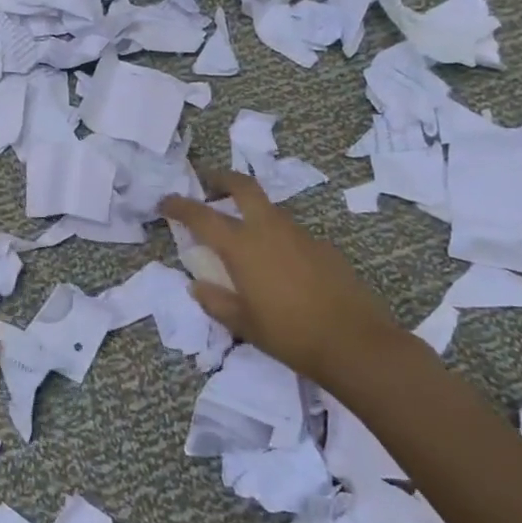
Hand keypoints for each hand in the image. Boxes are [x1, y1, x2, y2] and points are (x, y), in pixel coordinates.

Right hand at [160, 169, 405, 380]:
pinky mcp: (324, 247)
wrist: (356, 343)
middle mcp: (269, 230)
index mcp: (242, 246)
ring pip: (269, 209)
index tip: (165, 203)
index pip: (202, 216)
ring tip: (242, 234)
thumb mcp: (243, 324)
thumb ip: (216, 301)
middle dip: (222, 179)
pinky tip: (280, 265)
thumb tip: (197, 286)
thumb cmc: (290, 335)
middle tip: (208, 184)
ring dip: (251, 211)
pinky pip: (292, 233)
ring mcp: (301, 235)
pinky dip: (276, 237)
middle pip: (243, 187)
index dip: (179, 206)